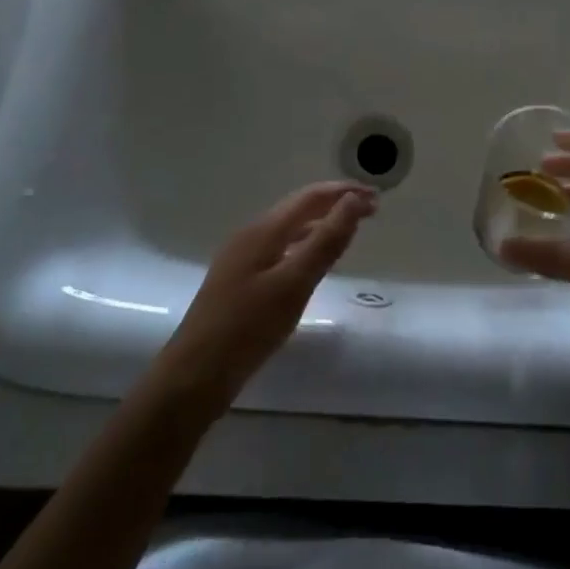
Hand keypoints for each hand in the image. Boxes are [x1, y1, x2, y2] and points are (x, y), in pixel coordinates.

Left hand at [151, 182, 375, 419]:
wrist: (193, 376)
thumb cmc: (247, 328)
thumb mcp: (294, 284)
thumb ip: (326, 241)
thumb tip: (354, 200)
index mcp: (264, 230)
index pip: (310, 197)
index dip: (343, 192)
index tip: (376, 198)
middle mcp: (251, 235)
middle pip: (298, 209)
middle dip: (334, 205)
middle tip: (370, 212)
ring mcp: (242, 258)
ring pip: (288, 229)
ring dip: (320, 224)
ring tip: (348, 232)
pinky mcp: (239, 281)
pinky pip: (280, 249)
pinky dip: (304, 245)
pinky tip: (312, 264)